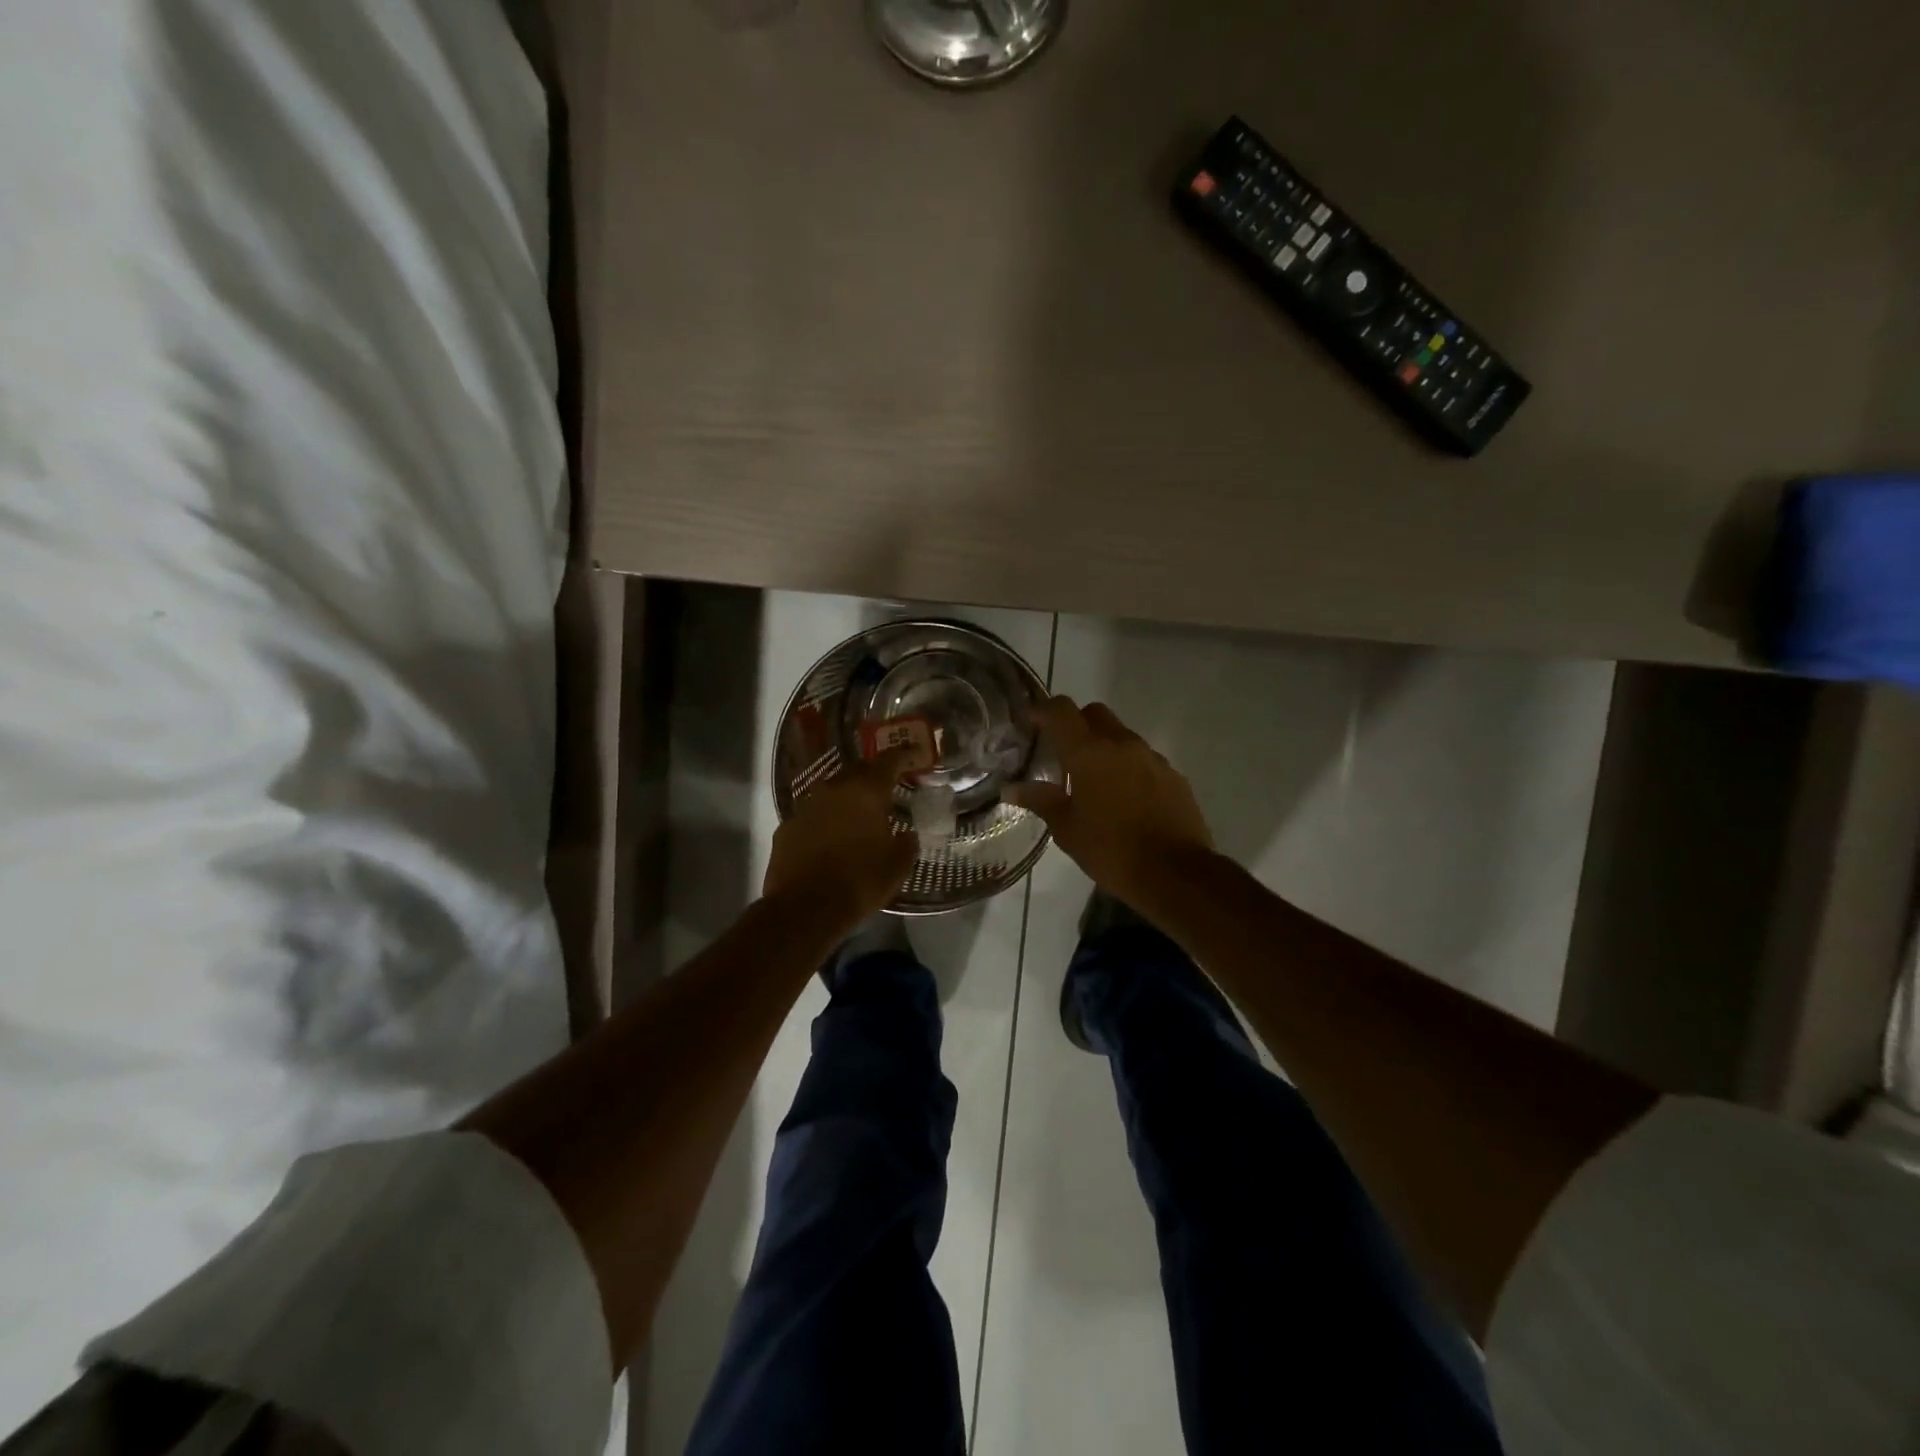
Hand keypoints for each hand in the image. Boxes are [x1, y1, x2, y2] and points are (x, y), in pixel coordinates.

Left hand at [764, 748, 917, 930]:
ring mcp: (805, 806)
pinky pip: (813, 816)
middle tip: (888, 789)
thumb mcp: (897, 866)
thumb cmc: (859, 882)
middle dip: (874, 777)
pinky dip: (825, 821)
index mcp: (866, 791)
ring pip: (832, 793)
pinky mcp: (786, 827)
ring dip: (847, 800)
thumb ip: (906, 844)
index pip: (889, 761)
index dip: (904, 756)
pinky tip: (831, 840)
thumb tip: (907, 835)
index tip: (914, 755)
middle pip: (858, 771)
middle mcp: (834, 789)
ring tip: (859, 816)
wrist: (803, 910)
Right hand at [1004, 697, 1214, 909]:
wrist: (1176, 873)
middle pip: (1094, 713)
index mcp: (1089, 752)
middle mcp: (1121, 744)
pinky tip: (1124, 798)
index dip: (1043, 710)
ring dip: (1103, 747)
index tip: (1030, 722)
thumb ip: (1040, 801)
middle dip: (1075, 724)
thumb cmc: (1112, 851)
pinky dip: (1127, 766)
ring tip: (1093, 781)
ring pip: (1121, 735)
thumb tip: (1011, 788)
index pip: (1061, 710)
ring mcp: (1151, 757)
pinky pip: (1143, 758)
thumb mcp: (1067, 829)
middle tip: (1062, 753)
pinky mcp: (1173, 774)